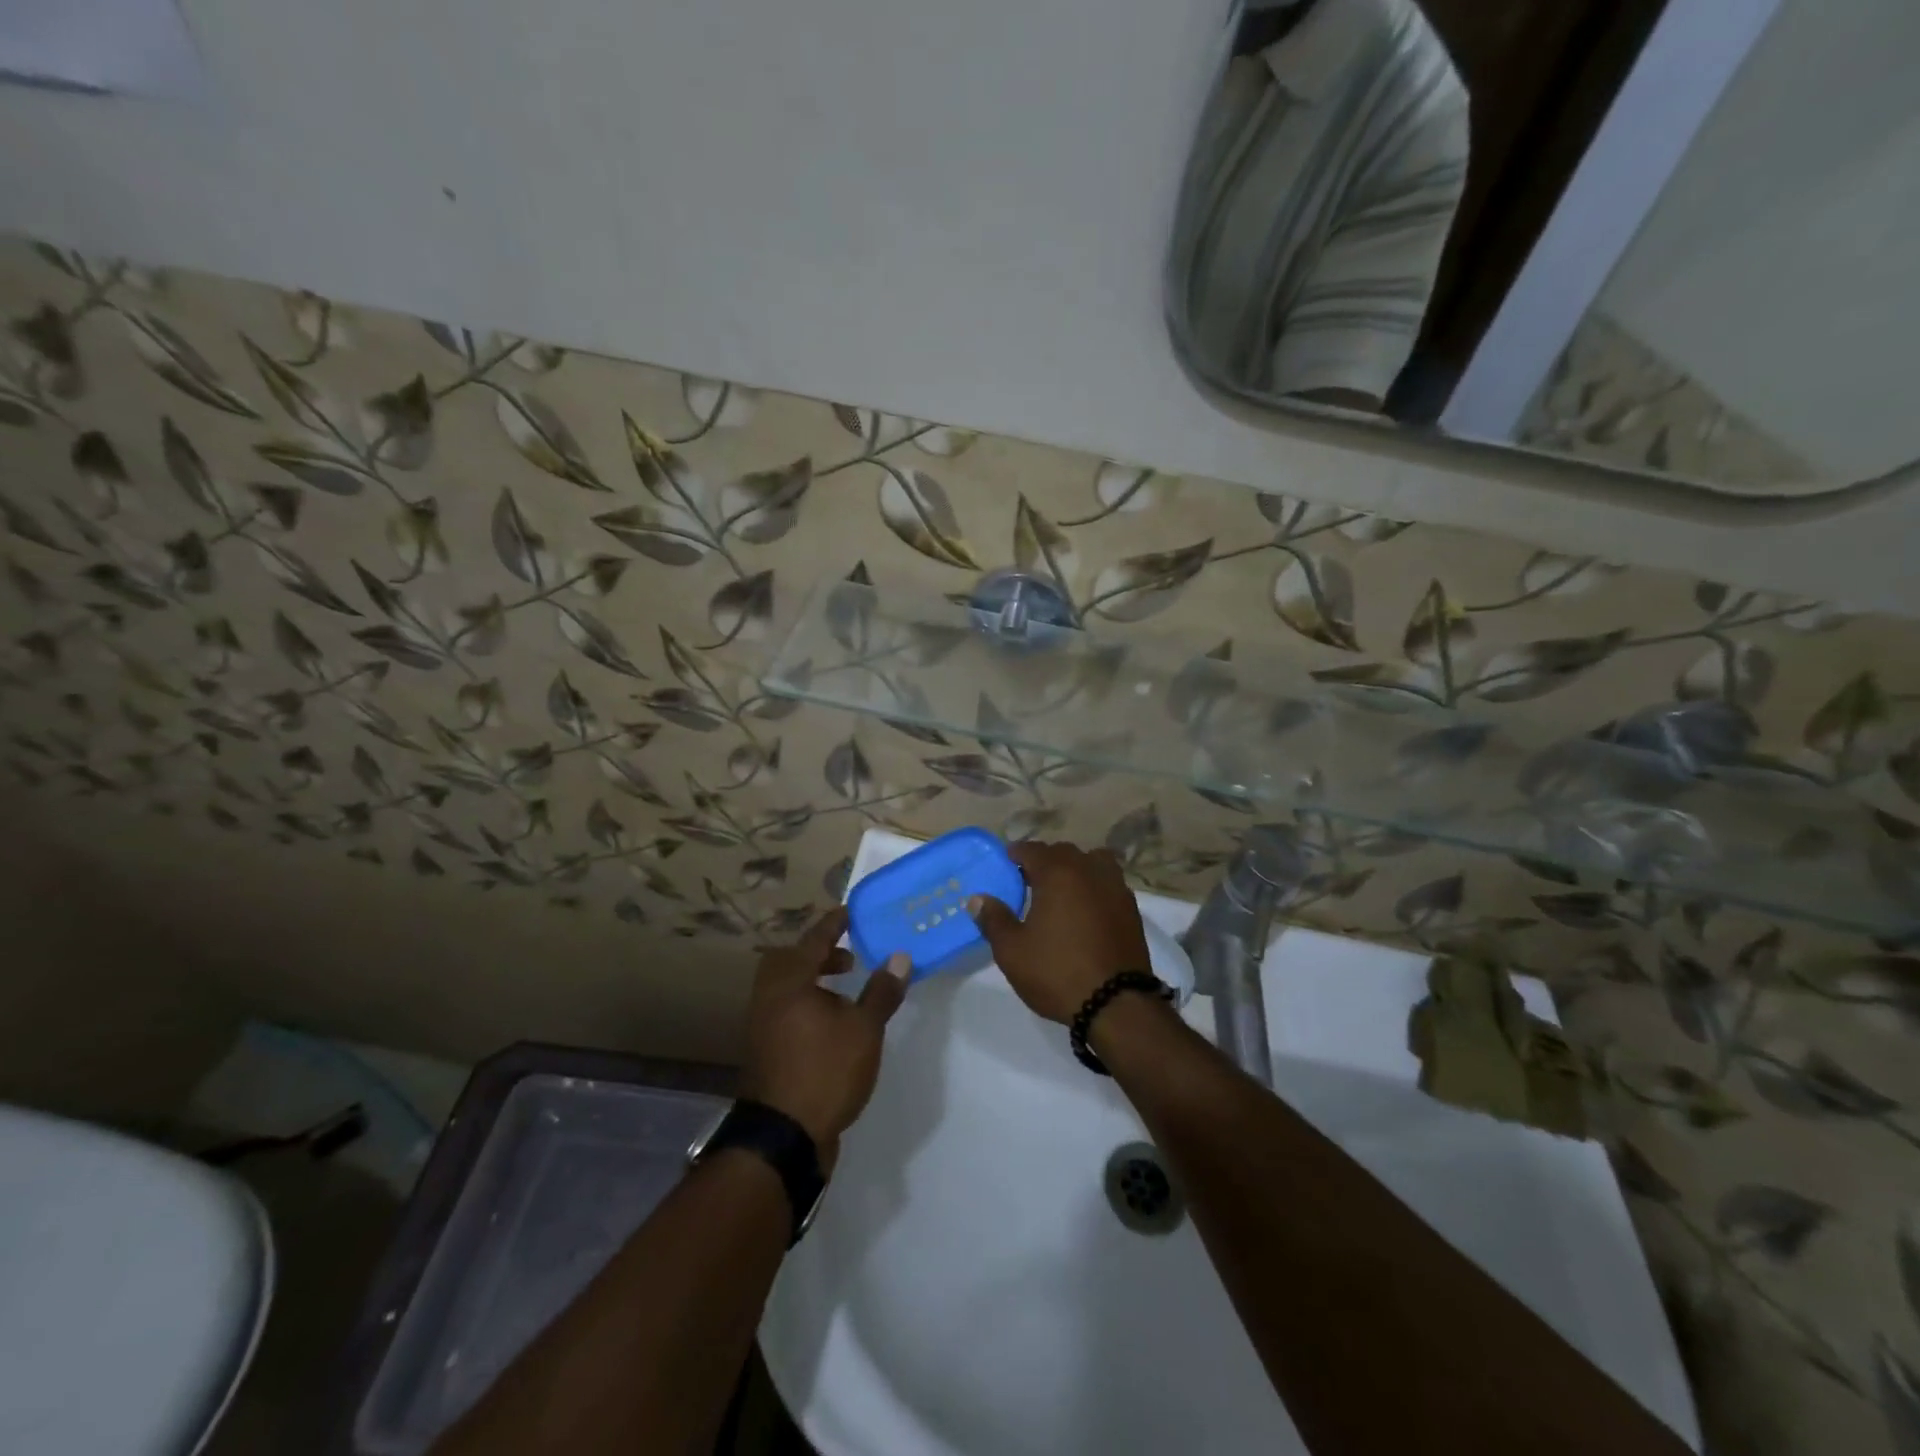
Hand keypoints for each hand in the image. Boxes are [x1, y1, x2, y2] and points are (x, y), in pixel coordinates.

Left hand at [739, 906, 908, 1166]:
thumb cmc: (825, 1071)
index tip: (849, 912)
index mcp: (790, 982)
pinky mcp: (766, 1050)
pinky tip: (832, 1024)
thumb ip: (881, 991)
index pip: (813, 940)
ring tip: (846, 993)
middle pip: (790, 961)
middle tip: (849, 958)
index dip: (833, 924)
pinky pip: (785, 1010)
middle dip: (820, 954)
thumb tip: (899, 956)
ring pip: (786, 987)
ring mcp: (762, 1025)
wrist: (784, 1136)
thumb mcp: (864, 1030)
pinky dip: (807, 1004)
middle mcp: (769, 997)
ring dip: (814, 981)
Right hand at [968, 841, 1150, 1024]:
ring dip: (1076, 868)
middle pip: (1064, 852)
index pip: (1033, 849)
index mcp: (1058, 873)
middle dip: (1045, 860)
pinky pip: (1108, 883)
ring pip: (1093, 862)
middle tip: (1029, 880)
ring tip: (1062, 890)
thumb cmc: (1057, 972)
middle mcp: (1089, 870)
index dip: (1016, 853)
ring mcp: (1115, 887)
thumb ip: (993, 920)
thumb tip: (978, 899)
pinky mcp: (1131, 909)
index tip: (1006, 862)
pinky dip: (1094, 886)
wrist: (1116, 1004)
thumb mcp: (1012, 950)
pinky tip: (1085, 909)